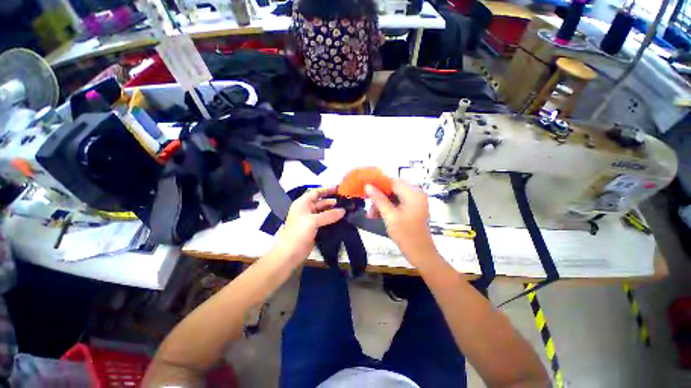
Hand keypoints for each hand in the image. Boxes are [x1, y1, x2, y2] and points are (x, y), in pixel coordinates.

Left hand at [274, 188, 345, 263]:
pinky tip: (341, 219)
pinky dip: (331, 219)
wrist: (290, 253)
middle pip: (320, 202)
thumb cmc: (298, 232)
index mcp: (302, 203)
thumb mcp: (313, 221)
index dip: (327, 190)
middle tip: (345, 202)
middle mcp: (306, 209)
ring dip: (333, 210)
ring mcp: (310, 219)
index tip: (339, 189)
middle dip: (332, 201)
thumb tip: (343, 211)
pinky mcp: (314, 228)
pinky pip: (324, 220)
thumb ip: (329, 215)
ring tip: (346, 210)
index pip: (316, 192)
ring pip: (323, 212)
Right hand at [365, 180, 437, 267]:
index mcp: (413, 193)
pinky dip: (388, 208)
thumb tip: (367, 185)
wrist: (420, 253)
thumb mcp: (389, 215)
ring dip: (382, 203)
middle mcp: (416, 194)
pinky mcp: (412, 208)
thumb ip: (378, 199)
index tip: (365, 188)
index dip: (378, 183)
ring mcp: (415, 201)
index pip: (393, 181)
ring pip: (393, 196)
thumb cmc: (405, 234)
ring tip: (371, 214)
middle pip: (393, 188)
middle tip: (367, 204)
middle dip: (379, 196)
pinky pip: (397, 203)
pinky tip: (377, 215)